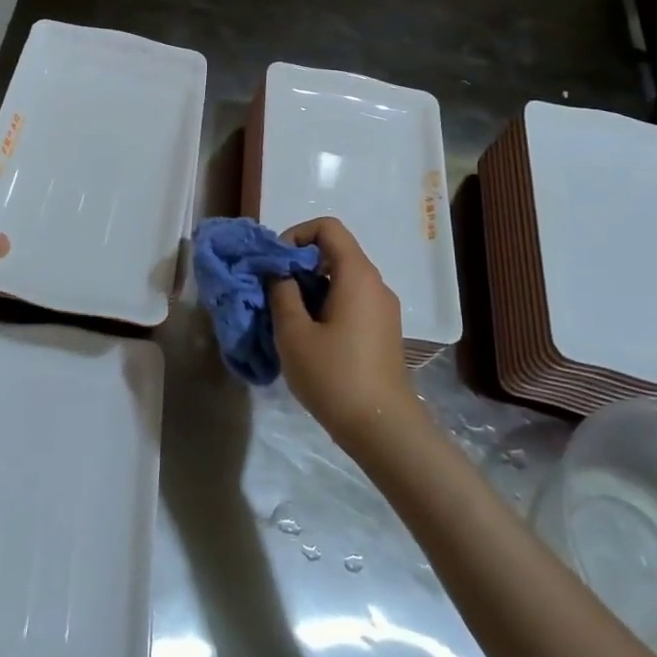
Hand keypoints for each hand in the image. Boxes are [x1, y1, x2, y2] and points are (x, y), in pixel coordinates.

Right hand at [270, 218, 417, 449]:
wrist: (382, 428)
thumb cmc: (334, 376)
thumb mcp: (293, 333)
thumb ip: (281, 293)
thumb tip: (279, 272)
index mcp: (356, 275)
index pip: (327, 228)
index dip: (296, 235)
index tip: (276, 265)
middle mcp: (375, 284)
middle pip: (334, 252)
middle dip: (298, 265)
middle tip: (273, 293)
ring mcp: (382, 308)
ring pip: (340, 279)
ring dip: (309, 288)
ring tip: (286, 319)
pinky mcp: (382, 330)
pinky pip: (350, 301)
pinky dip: (325, 305)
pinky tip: (308, 338)